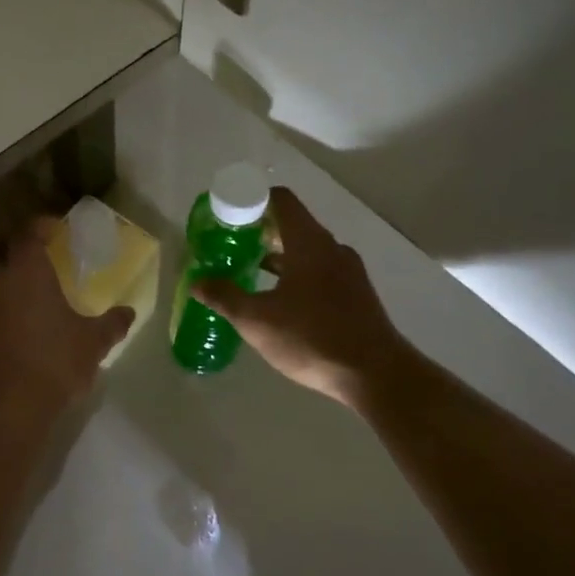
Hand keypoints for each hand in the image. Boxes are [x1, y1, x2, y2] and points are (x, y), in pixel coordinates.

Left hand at [0, 220, 133, 426]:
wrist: (9, 407)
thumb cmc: (55, 361)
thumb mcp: (94, 342)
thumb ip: (112, 323)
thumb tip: (128, 312)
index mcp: (26, 270)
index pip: (27, 232)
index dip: (41, 226)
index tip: (56, 229)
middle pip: (2, 251)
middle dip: (20, 250)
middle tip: (45, 258)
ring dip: (10, 278)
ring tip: (37, 290)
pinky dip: (4, 303)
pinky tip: (26, 320)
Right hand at [195, 188, 413, 407]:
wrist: (376, 375)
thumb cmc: (312, 337)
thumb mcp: (257, 320)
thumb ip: (225, 297)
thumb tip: (198, 282)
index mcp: (309, 243)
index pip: (280, 200)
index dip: (252, 200)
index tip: (228, 214)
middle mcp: (331, 248)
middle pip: (292, 224)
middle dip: (259, 231)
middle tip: (230, 245)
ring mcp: (348, 271)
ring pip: (307, 251)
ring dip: (279, 256)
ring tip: (249, 270)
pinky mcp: (356, 294)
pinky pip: (320, 271)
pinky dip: (297, 275)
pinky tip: (280, 300)